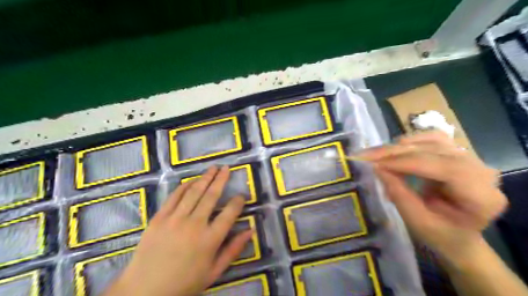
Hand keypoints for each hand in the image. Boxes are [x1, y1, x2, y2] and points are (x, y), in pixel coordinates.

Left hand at [103, 166, 253, 295]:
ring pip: (194, 192)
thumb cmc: (184, 283)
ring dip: (205, 178)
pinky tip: (191, 180)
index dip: (238, 201)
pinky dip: (184, 186)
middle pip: (211, 196)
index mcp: (210, 239)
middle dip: (221, 180)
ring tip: (213, 168)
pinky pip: (174, 197)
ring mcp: (175, 219)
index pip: (230, 213)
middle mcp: (194, 225)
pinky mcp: (159, 218)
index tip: (242, 196)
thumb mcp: (214, 271)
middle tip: (227, 168)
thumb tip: (251, 231)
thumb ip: (233, 249)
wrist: (144, 292)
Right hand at [358, 132, 506, 264]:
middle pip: (435, 150)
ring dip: (401, 146)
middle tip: (366, 155)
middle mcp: (481, 171)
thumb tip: (377, 167)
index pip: (443, 167)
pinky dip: (410, 142)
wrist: (458, 234)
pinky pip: (432, 138)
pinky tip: (395, 150)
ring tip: (376, 154)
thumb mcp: (418, 221)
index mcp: (481, 196)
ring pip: (432, 140)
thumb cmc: (440, 234)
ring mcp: (472, 159)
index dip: (406, 162)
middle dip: (397, 152)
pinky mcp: (458, 153)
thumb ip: (399, 194)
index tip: (375, 164)